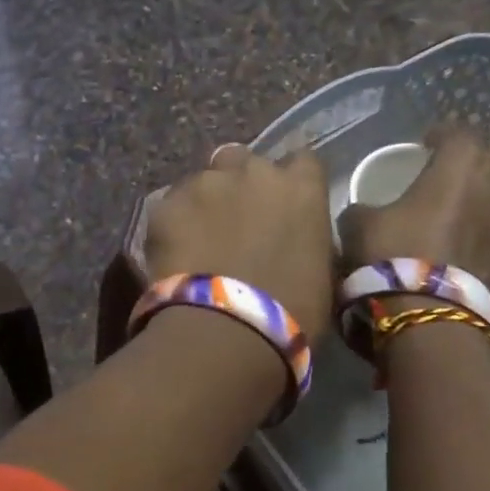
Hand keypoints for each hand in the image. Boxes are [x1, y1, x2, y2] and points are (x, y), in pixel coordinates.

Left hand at [144, 144, 335, 339]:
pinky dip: (175, 223)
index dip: (291, 180)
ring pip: (204, 179)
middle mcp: (253, 171)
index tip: (285, 204)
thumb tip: (295, 236)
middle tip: (237, 221)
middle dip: (242, 183)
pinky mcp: (166, 203)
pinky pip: (172, 205)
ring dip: (206, 200)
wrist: (228, 329)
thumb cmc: (293, 311)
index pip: (302, 161)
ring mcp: (206, 183)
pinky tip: (175, 253)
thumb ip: (308, 236)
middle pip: (245, 161)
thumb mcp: (322, 270)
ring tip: (200, 238)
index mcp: (300, 186)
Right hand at [338, 124, 489, 308]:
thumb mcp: (358, 225)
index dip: (443, 134)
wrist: (431, 322)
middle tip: (444, 181)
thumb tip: (364, 212)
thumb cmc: (394, 257)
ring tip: (456, 223)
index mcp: (460, 169)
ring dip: (482, 209)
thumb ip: (363, 208)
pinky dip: (487, 251)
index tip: (426, 142)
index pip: (462, 133)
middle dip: (470, 169)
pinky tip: (467, 264)